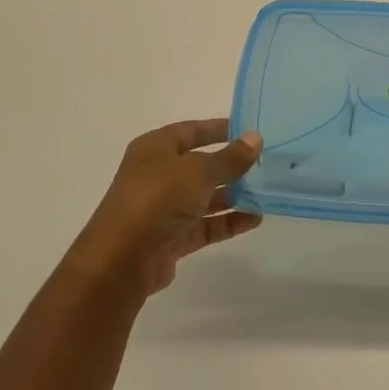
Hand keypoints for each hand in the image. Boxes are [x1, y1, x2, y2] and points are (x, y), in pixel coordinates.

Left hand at [68, 119, 262, 298]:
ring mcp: (164, 209)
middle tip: (265, 163)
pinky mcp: (171, 238)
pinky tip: (255, 219)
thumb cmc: (157, 199)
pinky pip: (206, 224)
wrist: (121, 261)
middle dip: (231, 165)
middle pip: (200, 165)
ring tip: (266, 192)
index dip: (219, 128)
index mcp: (155, 149)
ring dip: (234, 195)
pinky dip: (228, 221)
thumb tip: (255, 138)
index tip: (249, 129)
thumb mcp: (199, 171)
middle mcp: (157, 175)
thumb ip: (230, 158)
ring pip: (205, 197)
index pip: (191, 131)